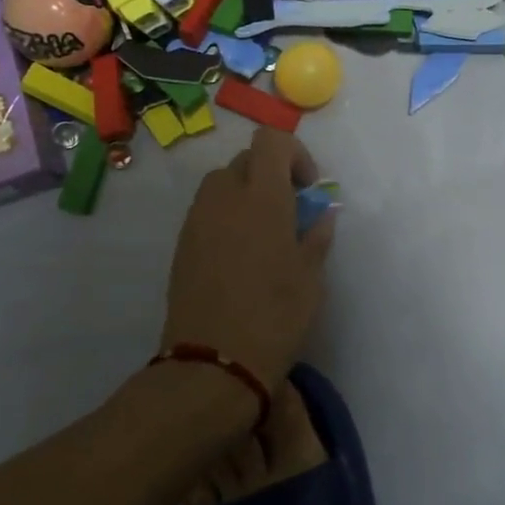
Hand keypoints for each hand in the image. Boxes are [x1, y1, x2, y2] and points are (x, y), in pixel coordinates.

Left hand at [161, 128, 334, 385]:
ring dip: (245, 193)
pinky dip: (226, 216)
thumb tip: (323, 213)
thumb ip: (317, 236)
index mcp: (263, 198)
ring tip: (264, 232)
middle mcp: (225, 198)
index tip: (307, 187)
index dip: (294, 153)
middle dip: (270, 174)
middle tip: (290, 210)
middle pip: (246, 160)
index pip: (271, 141)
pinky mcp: (182, 245)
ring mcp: (198, 220)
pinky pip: (207, 212)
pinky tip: (241, 255)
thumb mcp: (310, 277)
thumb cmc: (275, 316)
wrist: (214, 363)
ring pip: (221, 184)